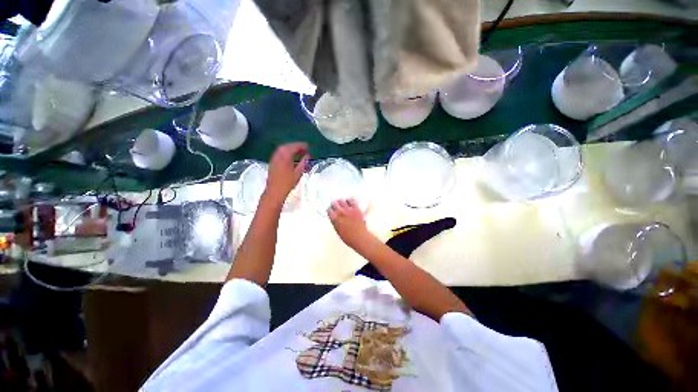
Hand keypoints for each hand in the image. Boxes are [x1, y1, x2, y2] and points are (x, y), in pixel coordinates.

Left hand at [264, 143, 308, 205]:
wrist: (275, 191)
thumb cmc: (287, 183)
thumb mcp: (298, 173)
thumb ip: (303, 162)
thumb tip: (307, 156)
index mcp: (285, 155)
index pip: (294, 146)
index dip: (301, 146)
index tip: (308, 146)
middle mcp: (278, 154)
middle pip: (288, 146)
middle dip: (296, 146)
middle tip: (304, 149)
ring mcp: (274, 158)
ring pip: (283, 149)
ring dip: (291, 149)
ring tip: (299, 153)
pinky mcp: (272, 162)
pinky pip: (280, 153)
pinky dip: (286, 153)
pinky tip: (291, 158)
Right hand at [328, 199, 371, 250]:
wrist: (360, 237)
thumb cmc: (348, 237)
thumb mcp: (337, 230)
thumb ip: (335, 222)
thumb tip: (334, 217)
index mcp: (335, 219)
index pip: (329, 210)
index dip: (330, 210)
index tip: (331, 211)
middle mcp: (341, 212)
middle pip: (334, 203)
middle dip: (334, 205)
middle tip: (335, 207)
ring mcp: (349, 209)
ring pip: (342, 200)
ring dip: (341, 202)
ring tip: (342, 204)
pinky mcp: (356, 208)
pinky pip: (351, 200)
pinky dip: (349, 200)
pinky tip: (349, 203)